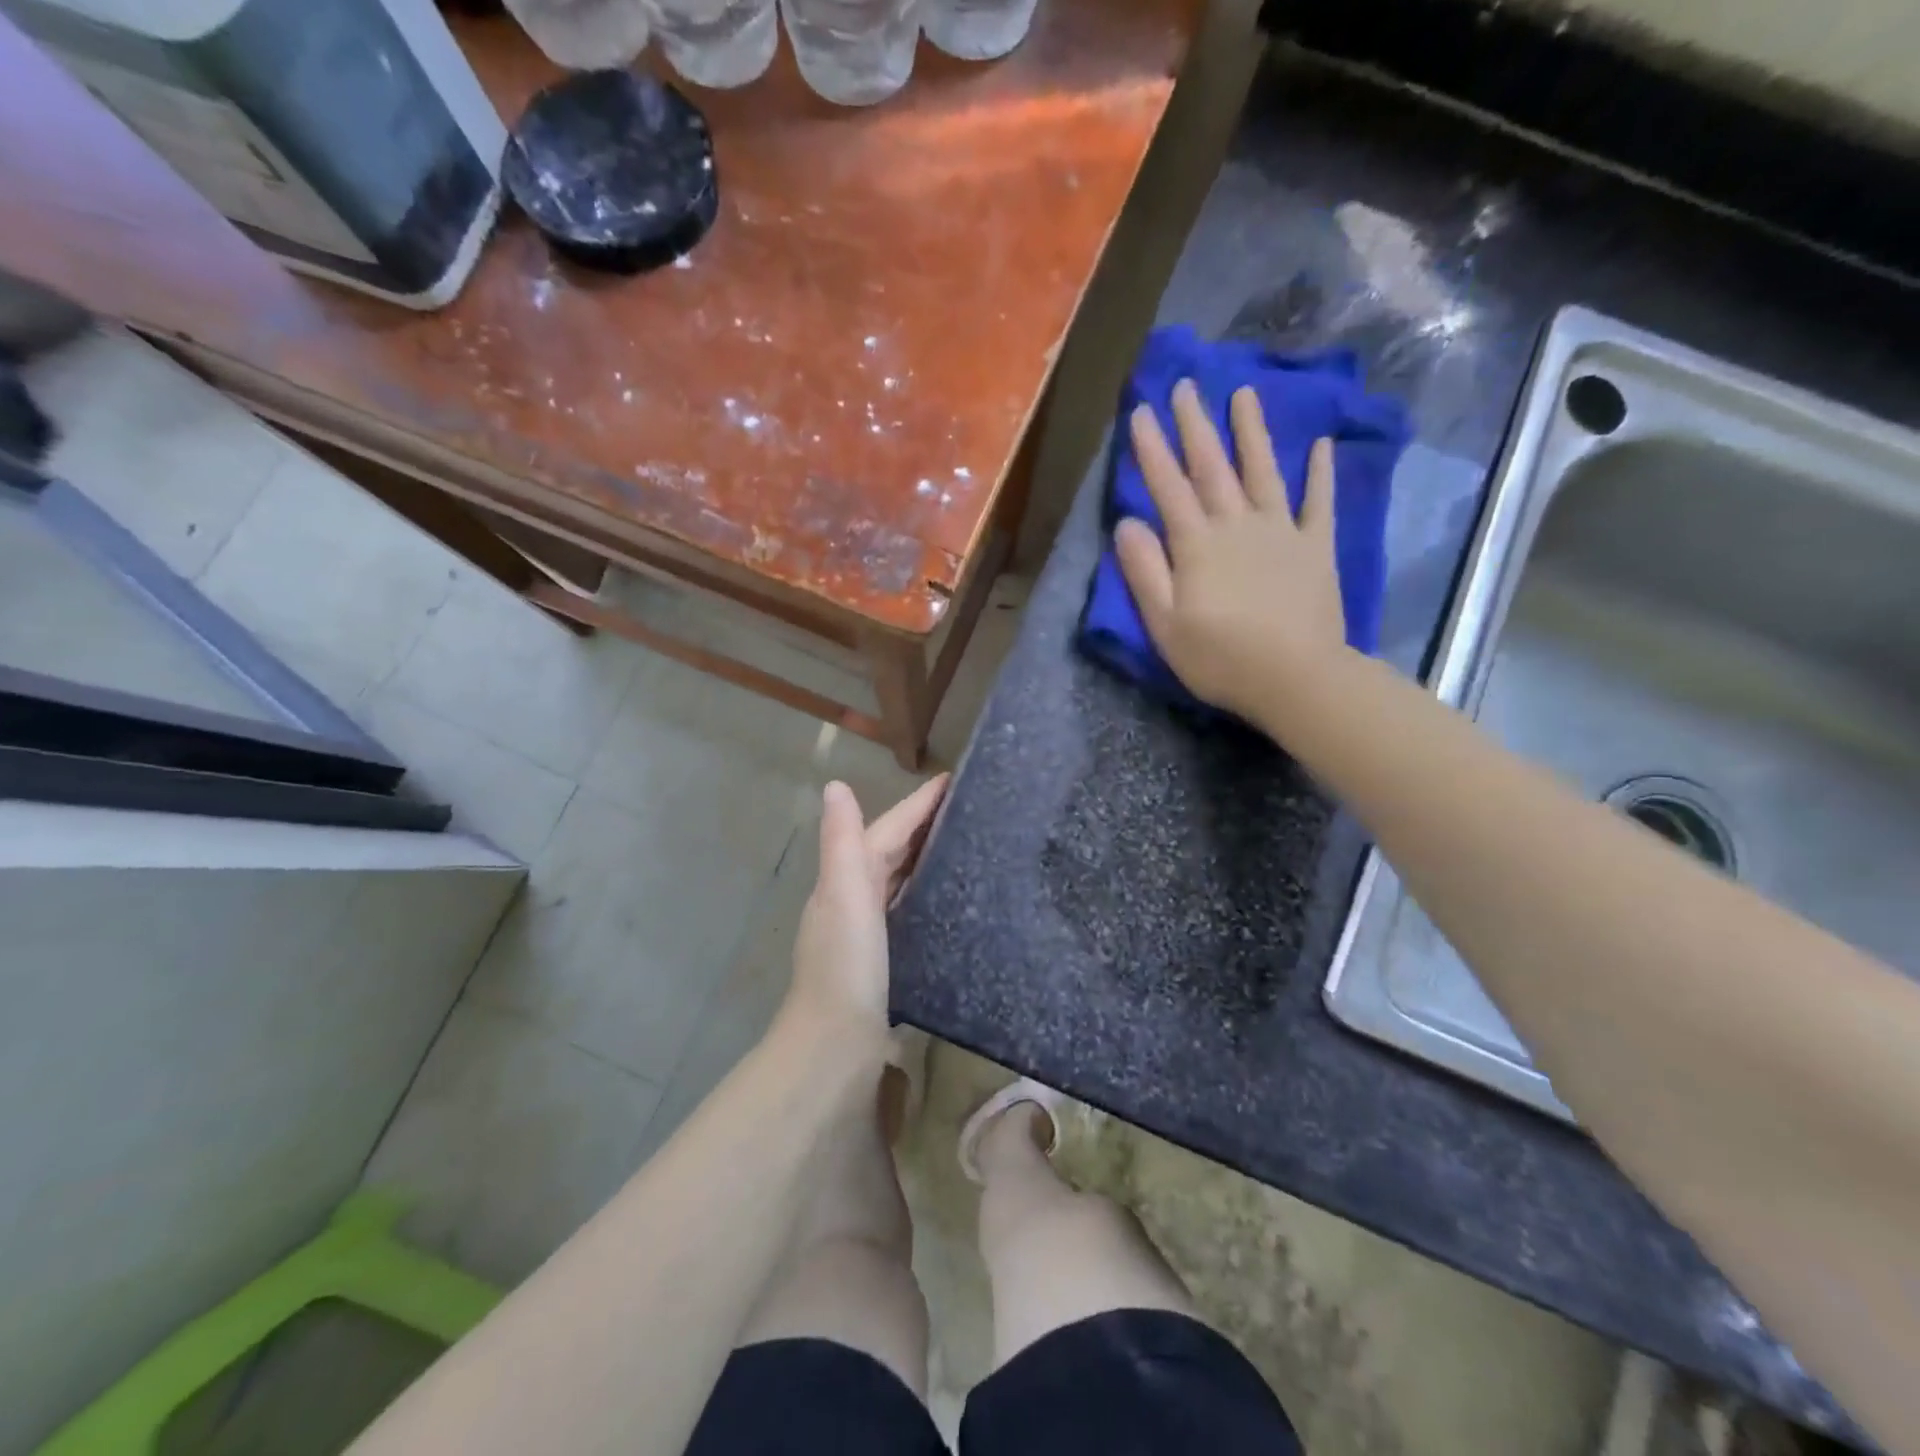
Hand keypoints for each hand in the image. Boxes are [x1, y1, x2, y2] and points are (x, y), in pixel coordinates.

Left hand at [783, 775, 948, 1053]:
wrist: (834, 1048)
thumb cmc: (845, 967)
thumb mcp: (845, 896)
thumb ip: (842, 842)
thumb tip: (835, 785)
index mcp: (846, 880)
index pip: (886, 829)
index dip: (916, 804)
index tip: (952, 780)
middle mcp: (852, 901)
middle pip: (890, 851)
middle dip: (922, 825)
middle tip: (966, 808)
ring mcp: (866, 934)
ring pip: (898, 881)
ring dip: (923, 859)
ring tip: (964, 845)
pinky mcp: (883, 962)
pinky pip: (906, 912)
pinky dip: (923, 896)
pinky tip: (948, 903)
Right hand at [1114, 380, 1347, 724]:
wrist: (1297, 678)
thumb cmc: (1220, 658)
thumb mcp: (1165, 623)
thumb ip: (1145, 571)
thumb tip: (1127, 523)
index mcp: (1196, 545)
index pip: (1168, 487)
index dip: (1153, 449)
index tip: (1142, 410)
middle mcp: (1237, 525)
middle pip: (1213, 467)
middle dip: (1196, 425)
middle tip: (1186, 386)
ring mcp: (1281, 532)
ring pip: (1263, 471)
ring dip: (1251, 432)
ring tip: (1245, 394)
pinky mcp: (1315, 547)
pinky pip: (1318, 502)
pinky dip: (1319, 473)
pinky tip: (1319, 445)